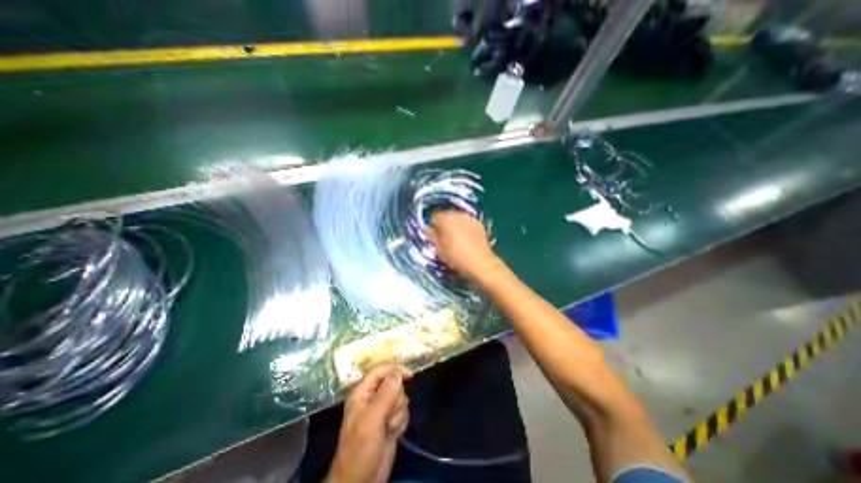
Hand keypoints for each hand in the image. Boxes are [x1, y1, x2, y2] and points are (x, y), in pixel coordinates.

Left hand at [327, 367, 413, 482]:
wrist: (361, 482)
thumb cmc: (360, 448)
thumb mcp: (372, 419)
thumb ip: (386, 393)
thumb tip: (398, 371)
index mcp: (363, 392)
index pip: (381, 371)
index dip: (395, 370)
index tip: (410, 375)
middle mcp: (373, 398)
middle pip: (395, 385)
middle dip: (395, 401)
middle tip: (387, 416)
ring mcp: (382, 410)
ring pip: (401, 398)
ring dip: (398, 414)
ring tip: (387, 429)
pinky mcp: (390, 421)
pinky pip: (403, 412)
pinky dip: (400, 422)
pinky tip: (392, 434)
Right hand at [424, 209, 497, 280]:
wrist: (480, 263)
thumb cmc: (456, 257)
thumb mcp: (439, 249)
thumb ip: (431, 236)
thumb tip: (426, 228)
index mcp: (445, 219)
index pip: (434, 217)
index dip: (434, 226)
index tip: (436, 236)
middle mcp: (457, 214)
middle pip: (447, 215)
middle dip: (445, 224)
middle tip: (446, 237)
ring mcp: (470, 217)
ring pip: (458, 217)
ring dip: (456, 224)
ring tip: (458, 238)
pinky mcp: (479, 223)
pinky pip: (468, 222)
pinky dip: (466, 226)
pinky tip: (468, 238)